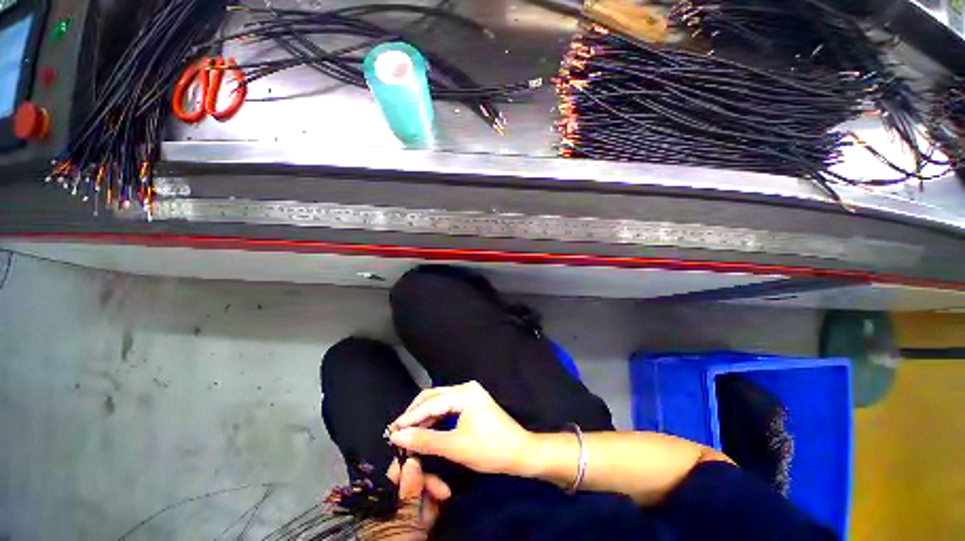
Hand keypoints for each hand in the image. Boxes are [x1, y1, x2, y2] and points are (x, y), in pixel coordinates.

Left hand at [358, 458, 450, 539]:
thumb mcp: (404, 521)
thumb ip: (409, 492)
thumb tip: (412, 459)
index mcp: (379, 500)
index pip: (397, 472)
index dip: (415, 467)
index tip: (432, 469)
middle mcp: (389, 503)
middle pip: (411, 480)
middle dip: (428, 487)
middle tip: (442, 495)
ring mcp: (401, 513)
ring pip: (420, 493)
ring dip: (431, 502)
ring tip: (430, 521)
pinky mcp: (411, 522)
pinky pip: (423, 507)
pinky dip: (430, 513)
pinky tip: (430, 523)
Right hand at [388, 381, 534, 475]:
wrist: (520, 452)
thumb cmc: (490, 450)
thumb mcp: (455, 447)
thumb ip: (425, 440)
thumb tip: (398, 437)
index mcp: (464, 393)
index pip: (430, 402)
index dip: (409, 417)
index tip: (391, 431)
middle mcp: (466, 387)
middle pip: (433, 396)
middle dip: (415, 413)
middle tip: (397, 432)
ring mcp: (470, 393)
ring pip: (440, 400)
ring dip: (424, 415)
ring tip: (407, 432)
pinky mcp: (472, 401)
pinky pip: (448, 406)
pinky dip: (435, 416)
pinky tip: (425, 428)